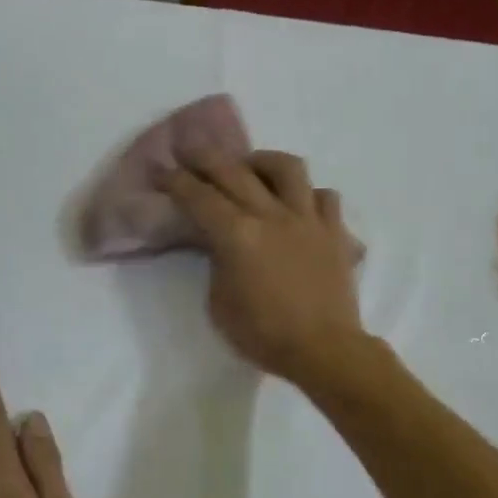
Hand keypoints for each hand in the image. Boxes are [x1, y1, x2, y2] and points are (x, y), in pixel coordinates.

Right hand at [161, 151, 364, 385]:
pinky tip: (299, 204)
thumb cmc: (264, 335)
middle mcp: (272, 215)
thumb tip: (222, 246)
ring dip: (263, 161)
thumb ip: (218, 265)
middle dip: (206, 156)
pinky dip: (309, 195)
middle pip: (234, 171)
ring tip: (252, 167)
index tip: (161, 169)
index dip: (176, 181)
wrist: (324, 349)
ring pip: (287, 168)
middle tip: (190, 148)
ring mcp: (308, 219)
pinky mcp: (335, 231)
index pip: (199, 198)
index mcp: (237, 236)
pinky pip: (325, 196)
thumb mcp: (219, 304)